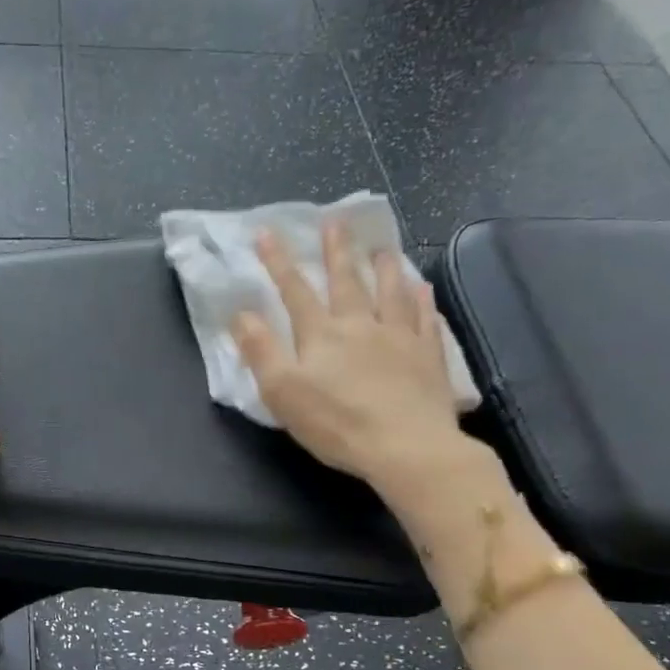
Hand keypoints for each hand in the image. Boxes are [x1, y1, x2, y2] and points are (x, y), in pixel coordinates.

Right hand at [232, 222, 481, 503]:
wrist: (406, 447)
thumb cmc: (336, 423)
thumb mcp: (282, 392)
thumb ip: (261, 350)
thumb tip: (241, 313)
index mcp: (321, 334)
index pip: (294, 291)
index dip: (278, 262)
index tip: (267, 233)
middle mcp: (360, 325)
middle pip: (346, 281)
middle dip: (336, 251)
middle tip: (335, 222)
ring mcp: (399, 337)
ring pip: (390, 292)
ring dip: (383, 267)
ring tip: (381, 248)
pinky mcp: (428, 357)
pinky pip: (424, 319)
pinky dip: (421, 301)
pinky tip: (422, 289)